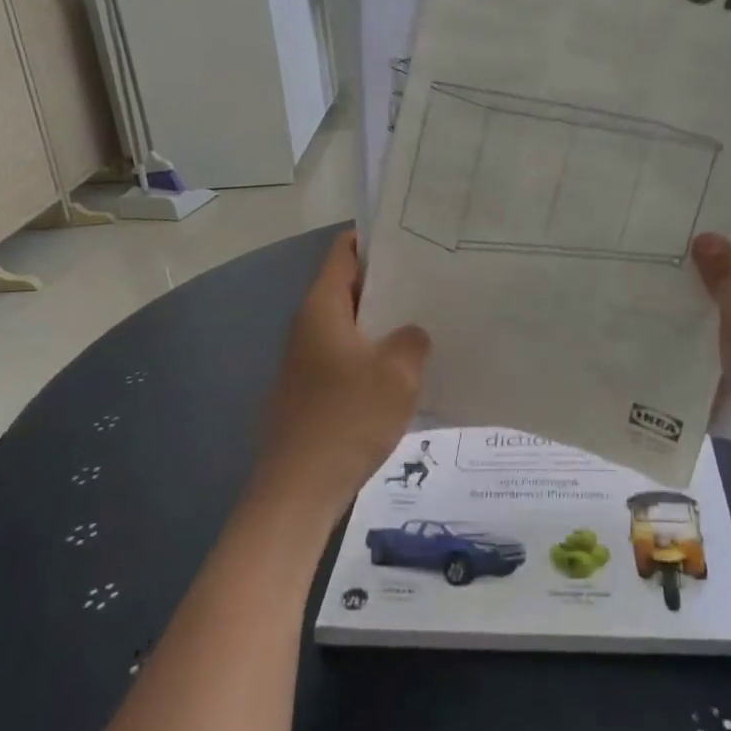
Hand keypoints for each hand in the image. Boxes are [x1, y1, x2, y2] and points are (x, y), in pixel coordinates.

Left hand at [257, 233, 429, 518]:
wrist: (298, 490)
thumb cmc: (347, 419)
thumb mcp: (397, 373)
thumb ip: (413, 340)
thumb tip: (412, 334)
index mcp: (321, 308)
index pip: (343, 252)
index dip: (375, 240)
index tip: (414, 240)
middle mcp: (308, 326)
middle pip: (348, 287)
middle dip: (388, 282)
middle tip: (433, 281)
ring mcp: (306, 360)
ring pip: (350, 325)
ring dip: (384, 322)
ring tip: (427, 320)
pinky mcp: (312, 390)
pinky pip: (346, 356)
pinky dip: (373, 354)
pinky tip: (405, 369)